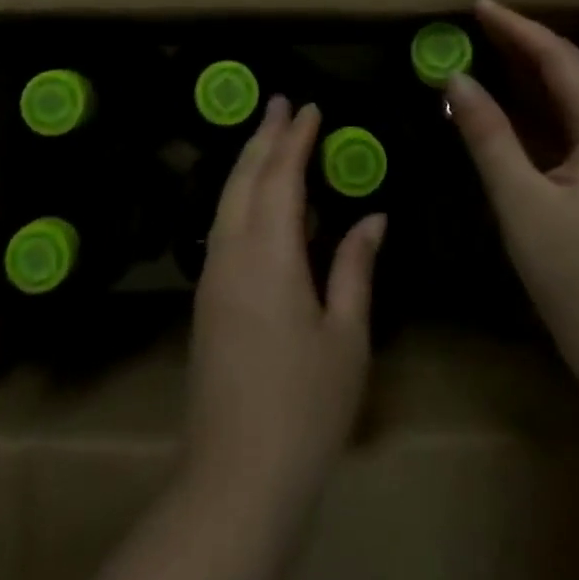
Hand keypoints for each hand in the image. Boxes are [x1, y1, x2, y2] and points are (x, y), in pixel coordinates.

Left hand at [185, 97, 385, 510]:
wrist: (236, 477)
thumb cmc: (305, 407)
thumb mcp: (346, 336)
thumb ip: (354, 267)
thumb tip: (372, 217)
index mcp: (268, 255)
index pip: (281, 176)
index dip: (296, 138)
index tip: (311, 106)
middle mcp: (231, 253)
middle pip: (244, 177)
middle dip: (264, 136)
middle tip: (282, 102)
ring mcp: (212, 276)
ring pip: (226, 199)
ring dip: (248, 162)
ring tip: (270, 137)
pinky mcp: (206, 299)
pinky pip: (221, 225)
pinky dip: (240, 196)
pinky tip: (258, 200)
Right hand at [446, 0, 578, 375]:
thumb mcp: (523, 204)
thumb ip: (489, 137)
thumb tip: (458, 80)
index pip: (563, 61)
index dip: (520, 30)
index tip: (480, 6)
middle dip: (531, 42)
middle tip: (484, 22)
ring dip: (541, 70)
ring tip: (497, 50)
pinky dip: (548, 103)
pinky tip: (523, 107)